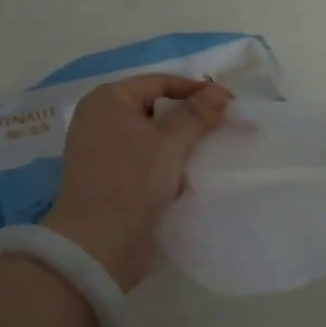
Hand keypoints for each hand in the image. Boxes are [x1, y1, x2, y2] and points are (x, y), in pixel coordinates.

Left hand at [45, 75, 231, 290]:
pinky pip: (141, 161)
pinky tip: (186, 176)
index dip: (194, 89)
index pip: (158, 82)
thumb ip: (196, 113)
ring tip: (209, 151)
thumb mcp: (170, 142)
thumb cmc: (132, 179)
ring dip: (177, 144)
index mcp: (107, 99)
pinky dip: (163, 164)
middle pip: (153, 109)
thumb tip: (219, 90)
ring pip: (149, 137)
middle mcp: (98, 119)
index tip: (227, 101)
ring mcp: (99, 150)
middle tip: (221, 126)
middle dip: (187, 118)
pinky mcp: (106, 179)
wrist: (98, 244)